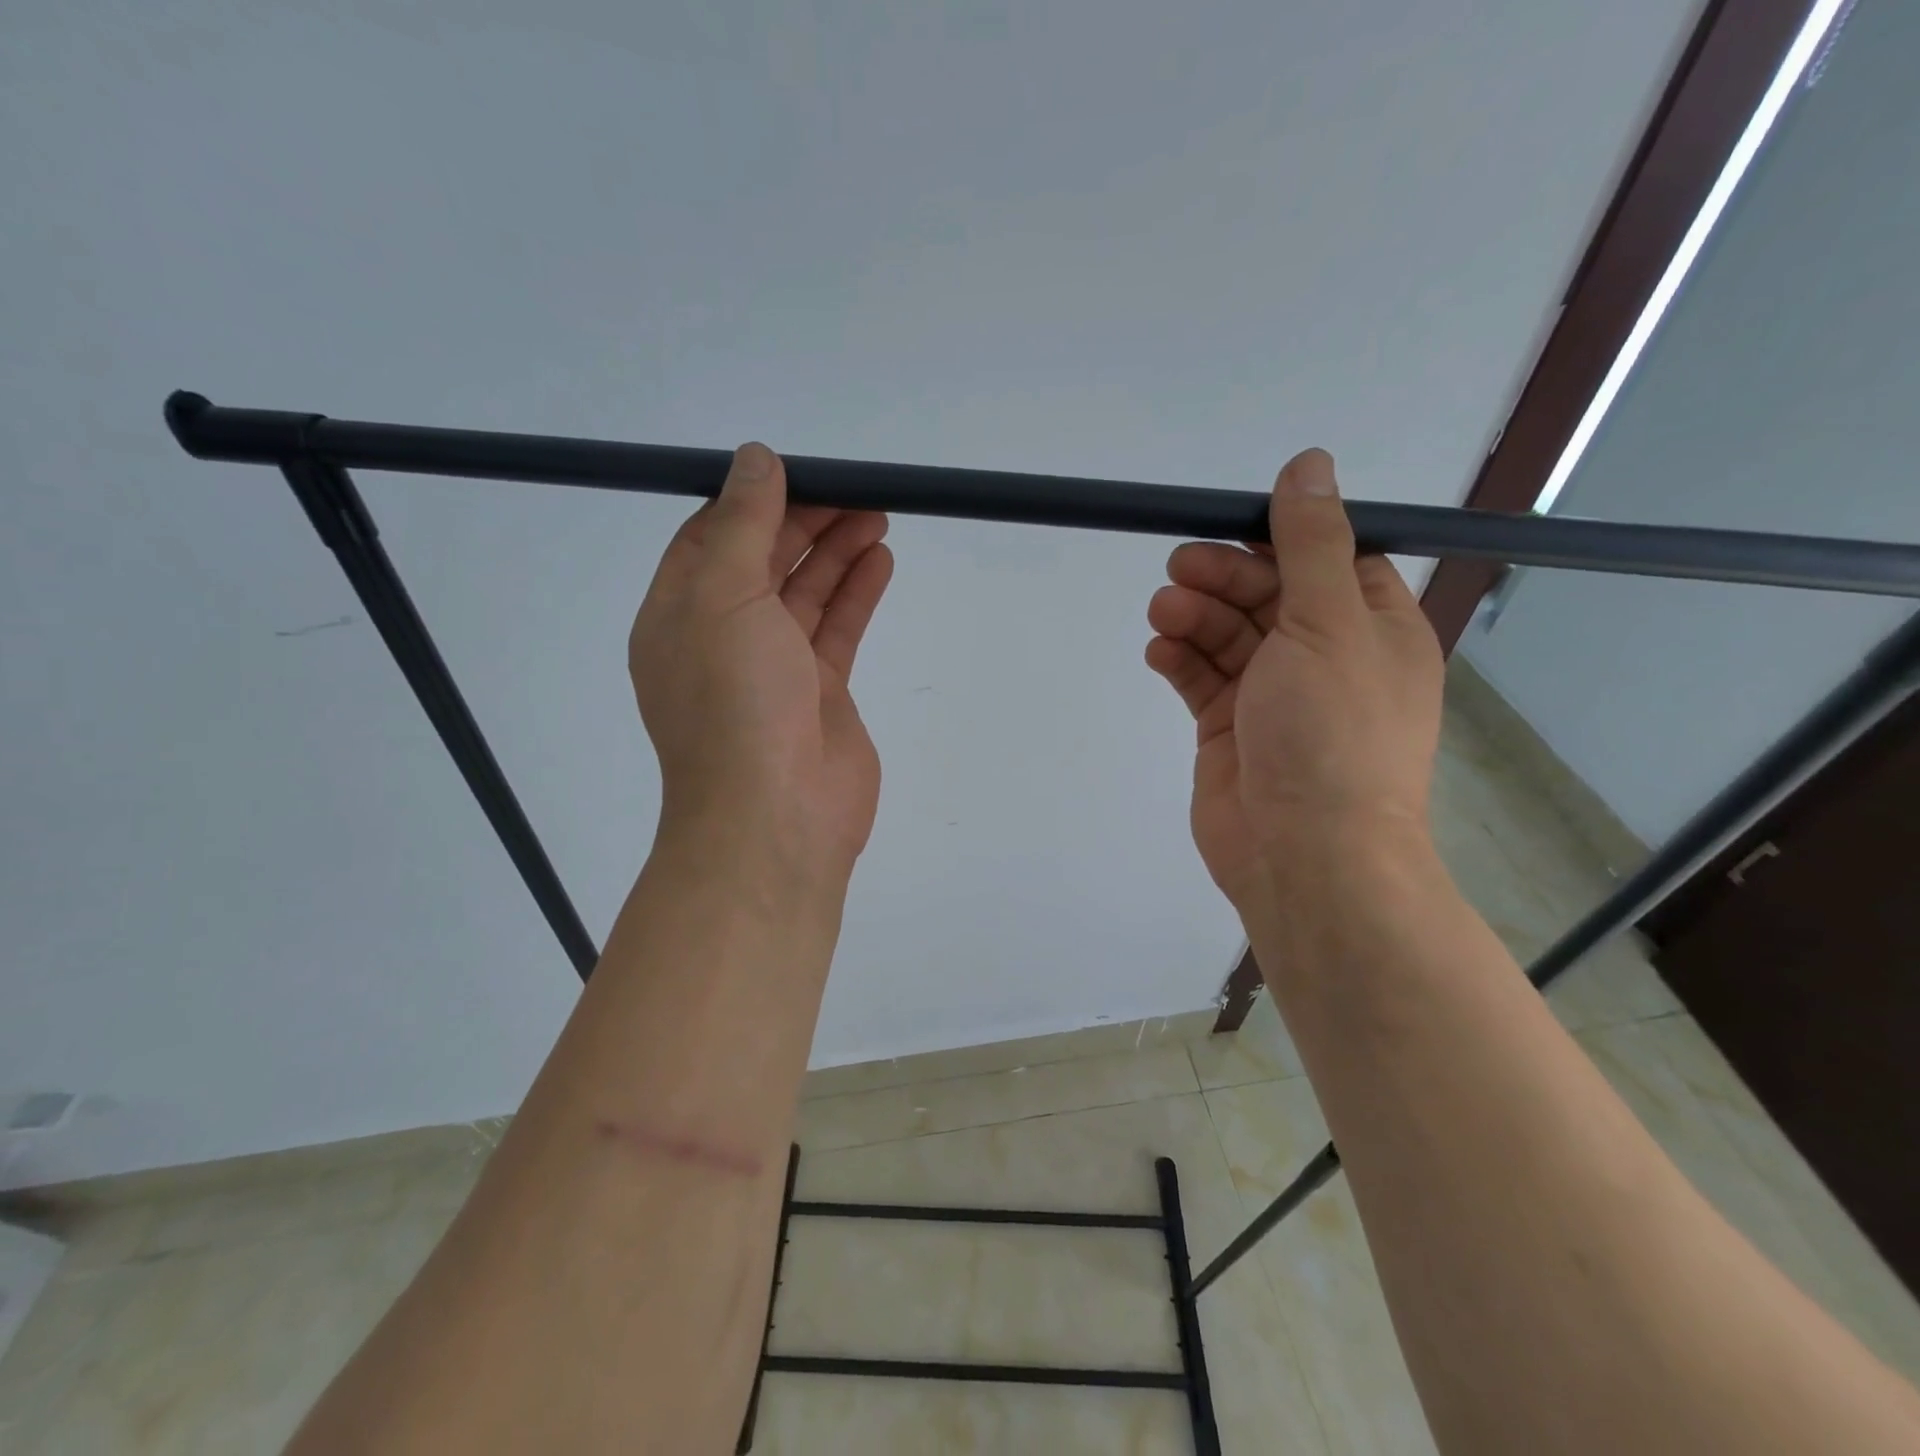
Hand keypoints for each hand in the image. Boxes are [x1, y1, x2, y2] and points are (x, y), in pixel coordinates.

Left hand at [629, 443, 893, 879]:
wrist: (776, 818)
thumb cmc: (736, 703)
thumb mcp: (722, 597)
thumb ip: (740, 525)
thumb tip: (755, 458)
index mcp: (680, 615)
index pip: (710, 539)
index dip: (752, 500)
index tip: (799, 470)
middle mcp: (723, 637)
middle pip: (764, 561)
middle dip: (807, 521)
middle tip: (855, 489)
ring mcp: (774, 668)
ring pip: (805, 594)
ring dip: (837, 552)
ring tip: (878, 514)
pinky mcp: (820, 693)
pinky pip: (836, 630)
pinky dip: (856, 593)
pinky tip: (880, 560)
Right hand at [1145, 448, 1443, 912]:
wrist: (1305, 854)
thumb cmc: (1332, 733)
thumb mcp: (1329, 624)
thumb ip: (1312, 543)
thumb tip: (1310, 464)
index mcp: (1371, 627)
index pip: (1328, 559)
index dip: (1280, 537)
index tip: (1230, 525)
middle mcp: (1325, 657)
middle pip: (1267, 594)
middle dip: (1222, 577)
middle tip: (1179, 569)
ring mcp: (1274, 695)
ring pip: (1228, 635)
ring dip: (1194, 617)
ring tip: (1163, 613)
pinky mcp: (1229, 728)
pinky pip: (1202, 679)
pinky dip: (1180, 660)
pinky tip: (1160, 652)